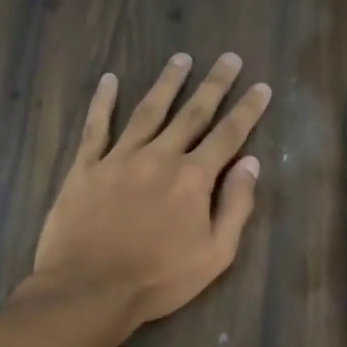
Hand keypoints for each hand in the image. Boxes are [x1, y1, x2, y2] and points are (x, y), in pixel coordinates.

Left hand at [27, 53, 271, 337]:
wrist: (91, 289)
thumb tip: (250, 164)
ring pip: (147, 111)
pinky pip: (95, 127)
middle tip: (228, 57)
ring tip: (180, 58)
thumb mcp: (214, 254)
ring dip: (167, 83)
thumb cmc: (159, 279)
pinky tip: (109, 80)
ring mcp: (119, 158)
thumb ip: (235, 206)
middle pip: (191, 113)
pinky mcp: (85, 167)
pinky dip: (102, 101)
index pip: (228, 136)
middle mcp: (159, 156)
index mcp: (193, 178)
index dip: (247, 110)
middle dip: (214, 84)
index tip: (261, 86)